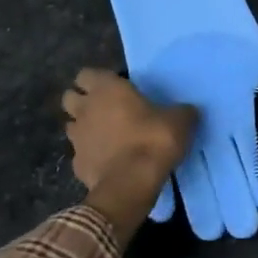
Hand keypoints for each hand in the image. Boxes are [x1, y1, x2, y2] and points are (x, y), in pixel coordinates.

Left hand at [62, 70, 195, 239]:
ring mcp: (76, 138)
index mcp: (107, 89)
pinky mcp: (76, 164)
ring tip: (105, 136)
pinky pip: (79, 153)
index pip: (86, 74)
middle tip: (105, 109)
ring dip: (84, 128)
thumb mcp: (180, 120)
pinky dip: (90, 155)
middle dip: (82, 101)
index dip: (97, 80)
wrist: (132, 183)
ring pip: (71, 125)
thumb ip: (180, 111)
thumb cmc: (153, 140)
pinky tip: (106, 161)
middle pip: (70, 97)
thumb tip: (187, 111)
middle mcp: (85, 109)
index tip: (114, 88)